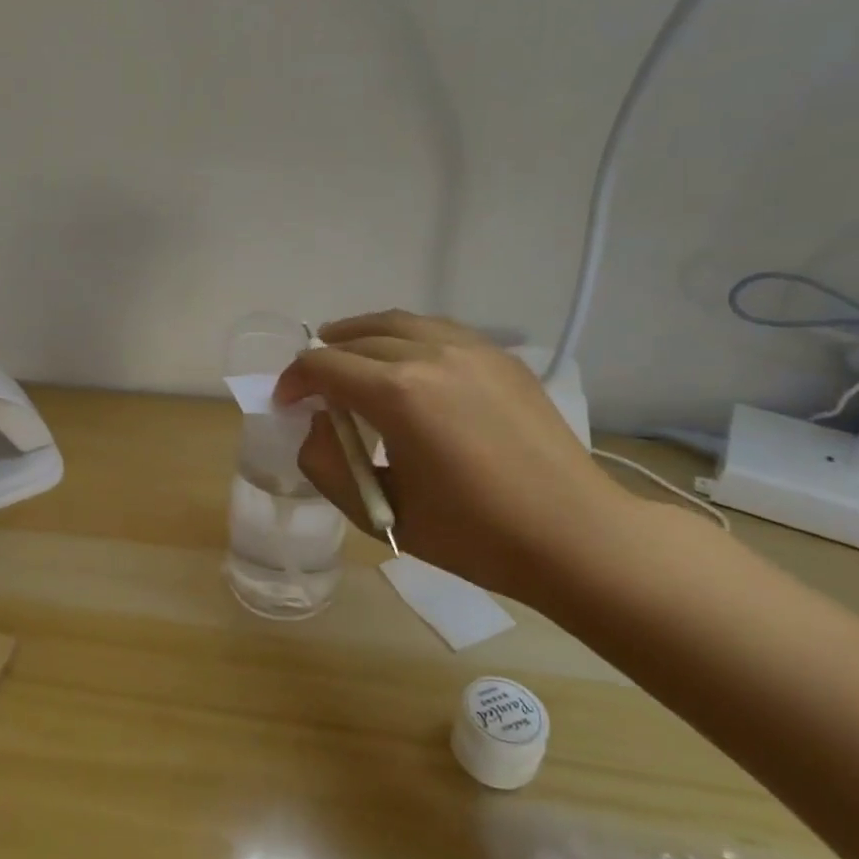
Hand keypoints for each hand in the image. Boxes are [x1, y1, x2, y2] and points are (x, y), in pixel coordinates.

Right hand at [273, 310, 639, 598]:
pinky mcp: (501, 358)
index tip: (286, 403)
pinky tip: (405, 359)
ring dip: (362, 334)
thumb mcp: (381, 512)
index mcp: (398, 394)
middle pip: (357, 337)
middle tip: (312, 383)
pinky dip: (406, 336)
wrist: (573, 536)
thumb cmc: (473, 535)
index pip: (324, 366)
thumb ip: (328, 465)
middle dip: (324, 356)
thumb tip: (317, 427)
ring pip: (399, 322)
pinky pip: (438, 330)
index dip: (294, 381)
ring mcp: (472, 350)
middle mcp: (431, 356)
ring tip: (346, 351)